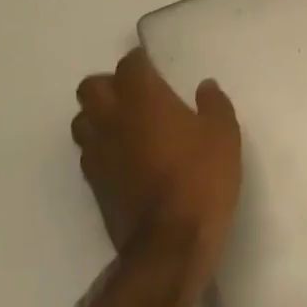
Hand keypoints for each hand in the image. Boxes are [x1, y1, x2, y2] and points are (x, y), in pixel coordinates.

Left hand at [72, 49, 241, 286]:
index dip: (141, 62)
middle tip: (136, 94)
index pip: (128, 64)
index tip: (156, 68)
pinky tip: (124, 157)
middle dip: (110, 85)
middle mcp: (113, 119)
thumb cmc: (201, 178)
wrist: (170, 244)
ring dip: (99, 115)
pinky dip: (101, 146)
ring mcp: (98, 153)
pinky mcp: (94, 184)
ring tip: (126, 124)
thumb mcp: (224, 134)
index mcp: (143, 98)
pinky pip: (88, 152)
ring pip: (82, 120)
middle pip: (91, 87)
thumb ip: (213, 105)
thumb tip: (204, 87)